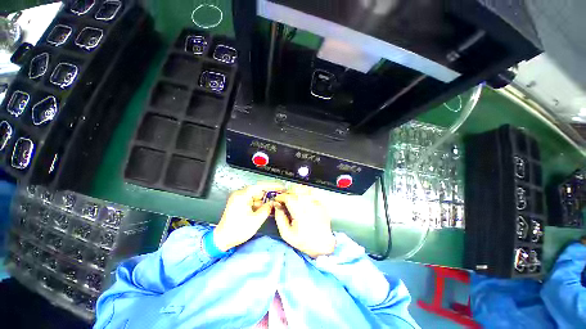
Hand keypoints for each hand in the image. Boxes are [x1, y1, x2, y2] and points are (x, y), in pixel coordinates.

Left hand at [214, 182, 284, 251]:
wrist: (222, 239)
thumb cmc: (237, 230)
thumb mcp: (256, 220)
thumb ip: (267, 209)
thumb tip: (274, 203)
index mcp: (242, 196)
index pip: (260, 186)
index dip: (272, 186)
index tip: (281, 187)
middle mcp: (240, 194)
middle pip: (259, 190)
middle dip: (269, 194)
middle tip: (279, 196)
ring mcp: (239, 198)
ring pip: (256, 195)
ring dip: (264, 200)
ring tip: (273, 204)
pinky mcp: (239, 203)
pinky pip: (252, 200)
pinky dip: (259, 203)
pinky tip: (265, 208)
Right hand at [274, 186, 335, 257]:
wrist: (322, 244)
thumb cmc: (303, 241)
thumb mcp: (287, 234)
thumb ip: (280, 219)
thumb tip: (277, 207)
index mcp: (300, 213)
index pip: (288, 198)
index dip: (281, 197)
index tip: (277, 199)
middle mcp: (309, 206)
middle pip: (297, 190)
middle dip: (288, 192)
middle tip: (284, 198)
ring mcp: (316, 204)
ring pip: (305, 189)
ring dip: (296, 190)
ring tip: (292, 196)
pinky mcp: (321, 204)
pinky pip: (312, 193)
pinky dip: (305, 192)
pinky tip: (302, 197)